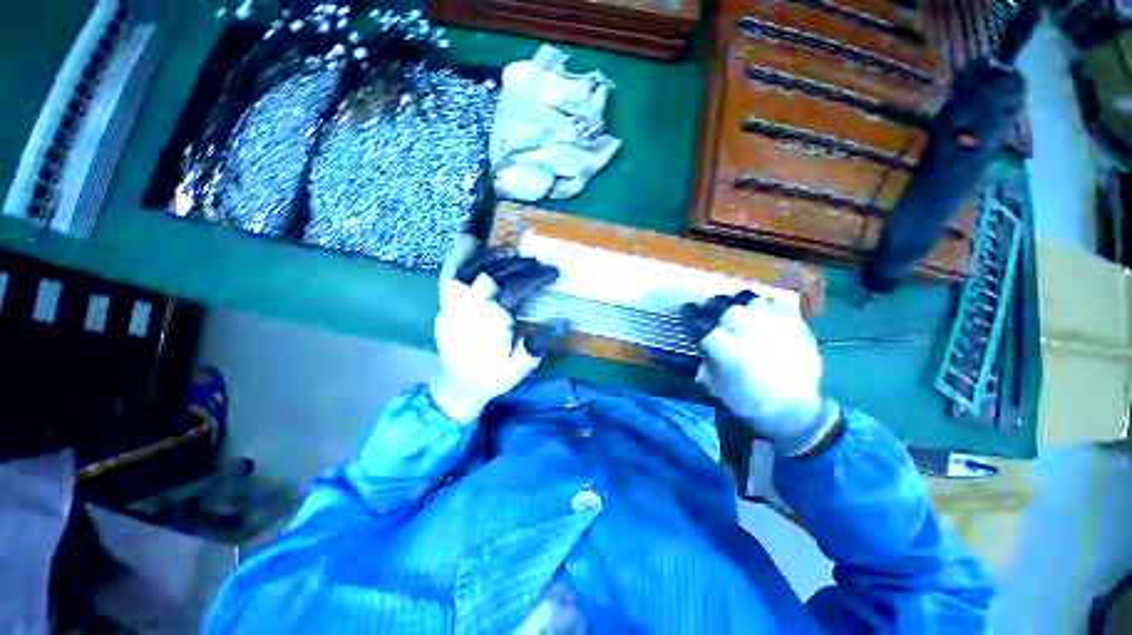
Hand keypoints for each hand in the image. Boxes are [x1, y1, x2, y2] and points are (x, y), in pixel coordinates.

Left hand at [430, 237, 559, 421]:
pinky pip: (449, 274)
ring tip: (516, 253)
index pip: (515, 290)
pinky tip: (471, 240)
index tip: (552, 272)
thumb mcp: (516, 370)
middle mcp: (469, 308)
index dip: (535, 278)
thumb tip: (560, 321)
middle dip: (521, 265)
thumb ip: (533, 349)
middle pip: (496, 275)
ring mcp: (454, 304)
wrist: (459, 385)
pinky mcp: (445, 304)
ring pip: (474, 269)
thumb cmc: (491, 376)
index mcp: (490, 324)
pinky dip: (459, 256)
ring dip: (497, 257)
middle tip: (539, 263)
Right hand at [683, 294, 837, 455]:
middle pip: (733, 312)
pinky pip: (783, 306)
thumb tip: (703, 356)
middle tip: (732, 330)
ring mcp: (778, 332)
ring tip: (752, 322)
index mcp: (735, 358)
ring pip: (756, 304)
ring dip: (750, 312)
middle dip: (729, 320)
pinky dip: (774, 309)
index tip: (710, 344)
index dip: (708, 338)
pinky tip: (771, 318)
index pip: (713, 334)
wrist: (795, 410)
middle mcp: (755, 340)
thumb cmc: (753, 402)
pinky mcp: (797, 329)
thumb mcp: (721, 391)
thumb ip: (708, 371)